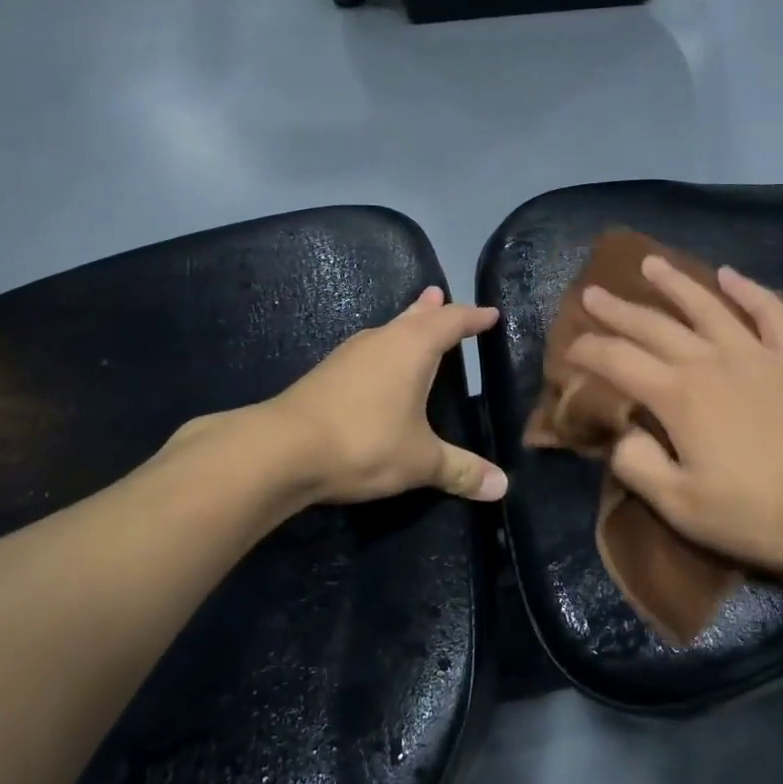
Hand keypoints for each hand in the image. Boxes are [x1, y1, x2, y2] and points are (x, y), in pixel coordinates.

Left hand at [269, 286, 507, 504]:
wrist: (280, 450)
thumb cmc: (364, 442)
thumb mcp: (420, 461)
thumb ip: (461, 471)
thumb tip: (502, 487)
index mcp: (412, 348)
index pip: (451, 322)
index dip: (473, 318)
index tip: (491, 314)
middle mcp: (381, 340)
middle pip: (414, 317)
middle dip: (433, 310)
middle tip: (441, 296)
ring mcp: (349, 355)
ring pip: (387, 331)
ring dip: (405, 325)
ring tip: (416, 322)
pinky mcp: (326, 374)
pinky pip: (368, 351)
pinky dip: (385, 350)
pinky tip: (379, 367)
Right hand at [569, 256, 782, 586]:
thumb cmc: (763, 514)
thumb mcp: (684, 507)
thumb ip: (640, 466)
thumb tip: (620, 435)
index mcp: (678, 396)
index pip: (618, 362)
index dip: (588, 351)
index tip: (570, 346)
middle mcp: (711, 360)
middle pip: (653, 326)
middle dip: (617, 310)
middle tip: (592, 293)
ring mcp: (758, 351)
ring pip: (706, 305)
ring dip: (674, 283)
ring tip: (649, 263)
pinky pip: (768, 310)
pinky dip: (746, 289)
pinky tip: (729, 275)